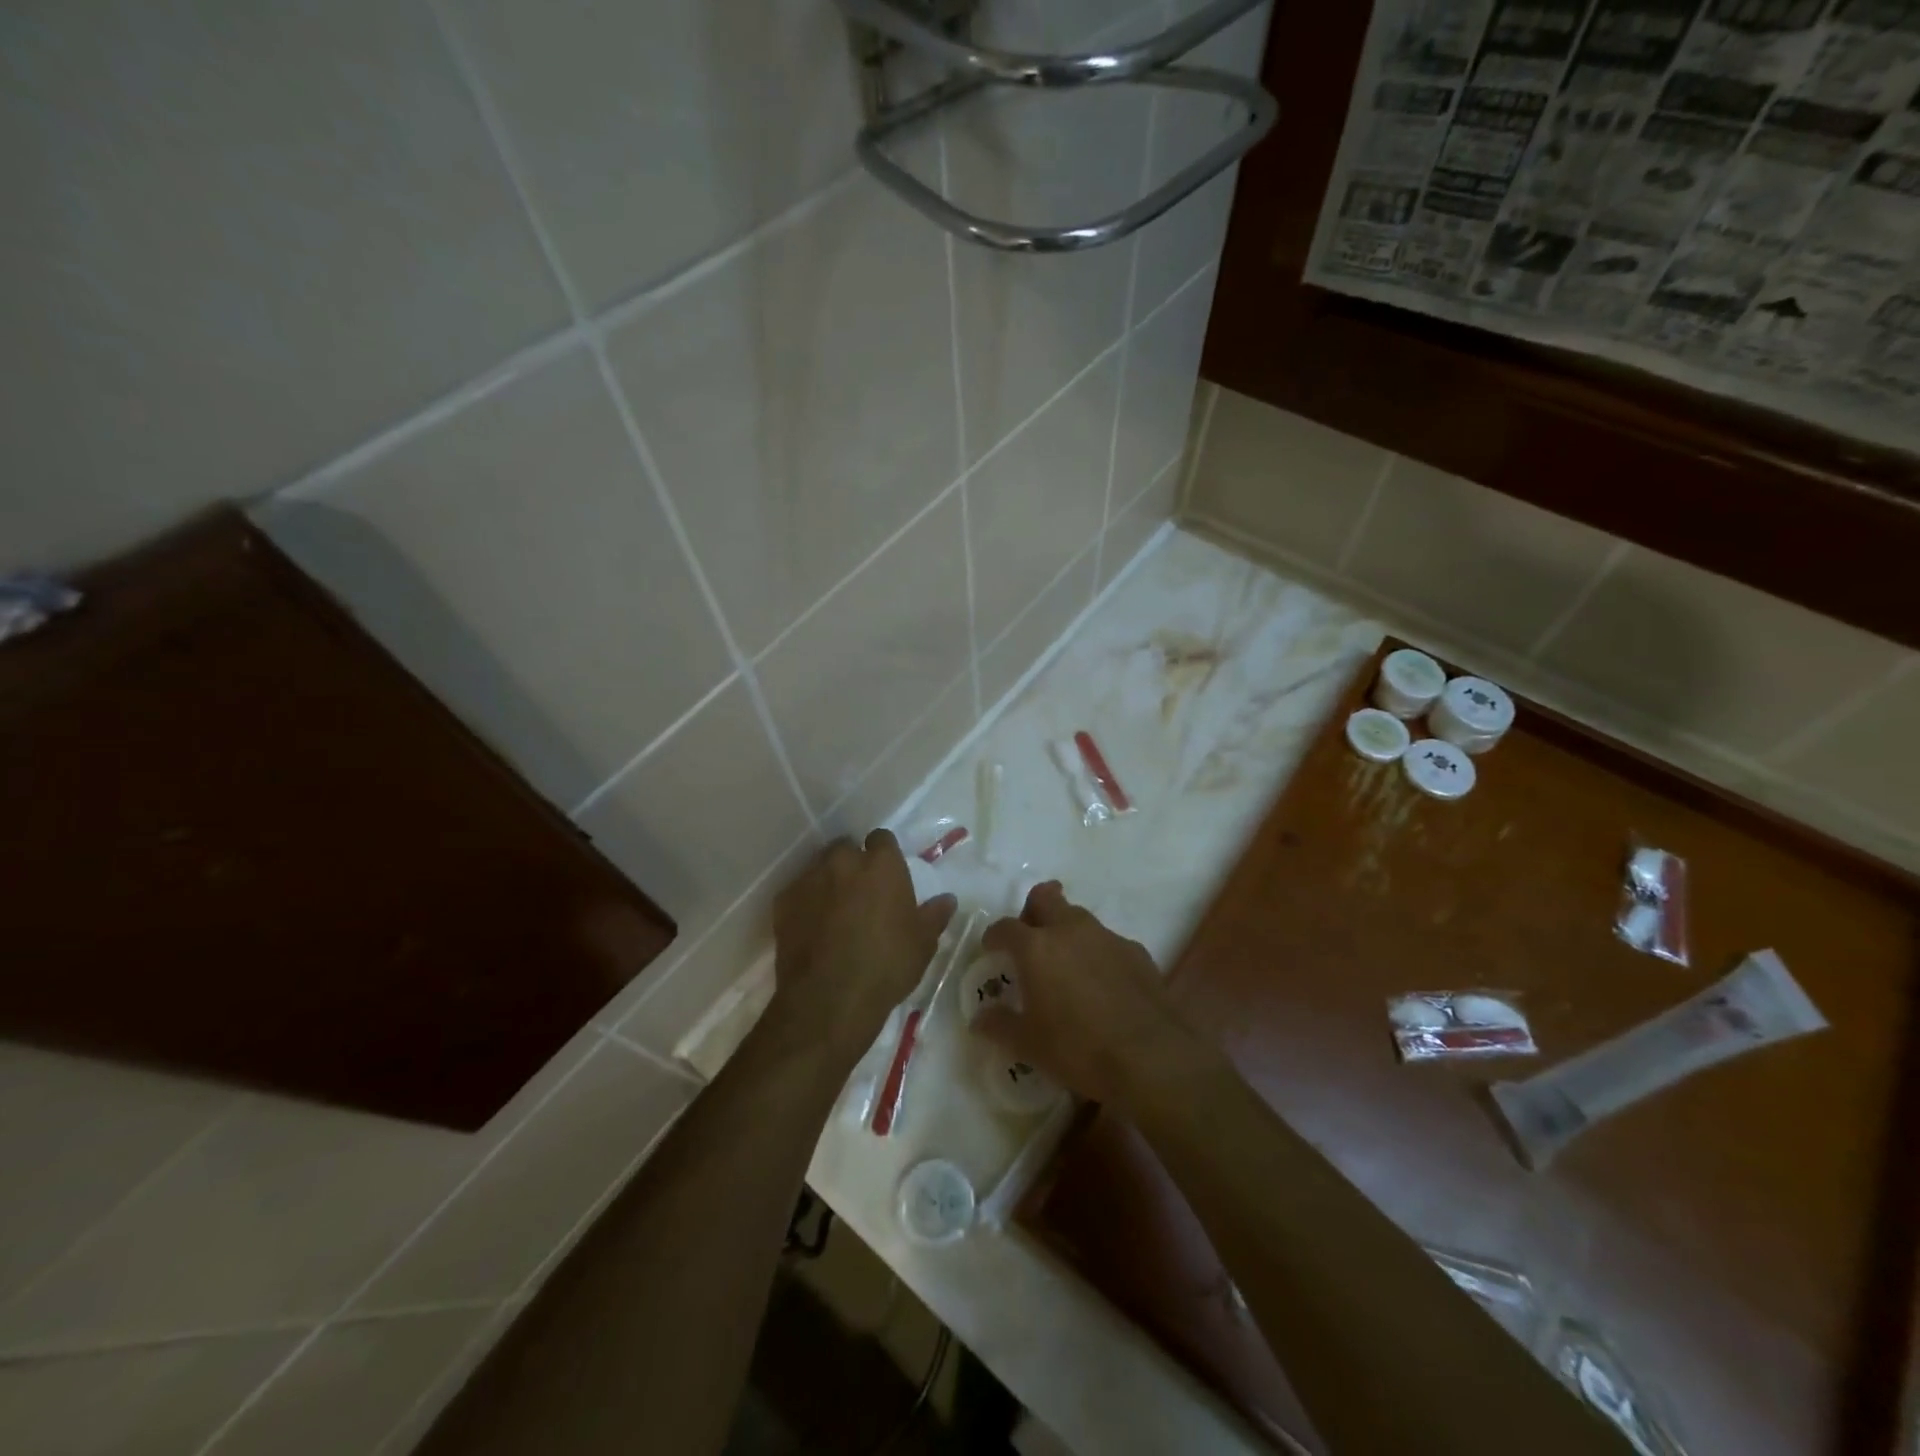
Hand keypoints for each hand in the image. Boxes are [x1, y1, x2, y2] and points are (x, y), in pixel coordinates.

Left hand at [770, 830, 956, 1065]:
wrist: (829, 999)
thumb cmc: (886, 966)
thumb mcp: (922, 944)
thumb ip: (934, 915)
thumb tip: (947, 900)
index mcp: (882, 865)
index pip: (882, 839)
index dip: (884, 854)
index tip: (887, 874)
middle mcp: (843, 861)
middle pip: (846, 849)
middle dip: (852, 864)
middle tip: (861, 893)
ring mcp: (809, 879)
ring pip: (819, 869)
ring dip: (827, 882)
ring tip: (834, 912)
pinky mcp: (783, 902)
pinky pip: (797, 893)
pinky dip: (805, 904)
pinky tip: (811, 929)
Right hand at [974, 882, 1216, 1106]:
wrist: (1150, 1058)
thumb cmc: (1078, 1049)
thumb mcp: (1028, 1045)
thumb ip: (1000, 1025)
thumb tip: (980, 1019)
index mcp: (1037, 947)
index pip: (1006, 927)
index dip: (994, 935)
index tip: (992, 949)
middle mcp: (1071, 930)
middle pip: (1046, 897)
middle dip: (1033, 910)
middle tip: (1030, 936)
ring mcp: (1107, 937)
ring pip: (1080, 917)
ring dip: (1067, 930)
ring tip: (1067, 964)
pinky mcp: (1137, 951)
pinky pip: (1108, 941)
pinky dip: (1098, 953)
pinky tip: (1102, 983)